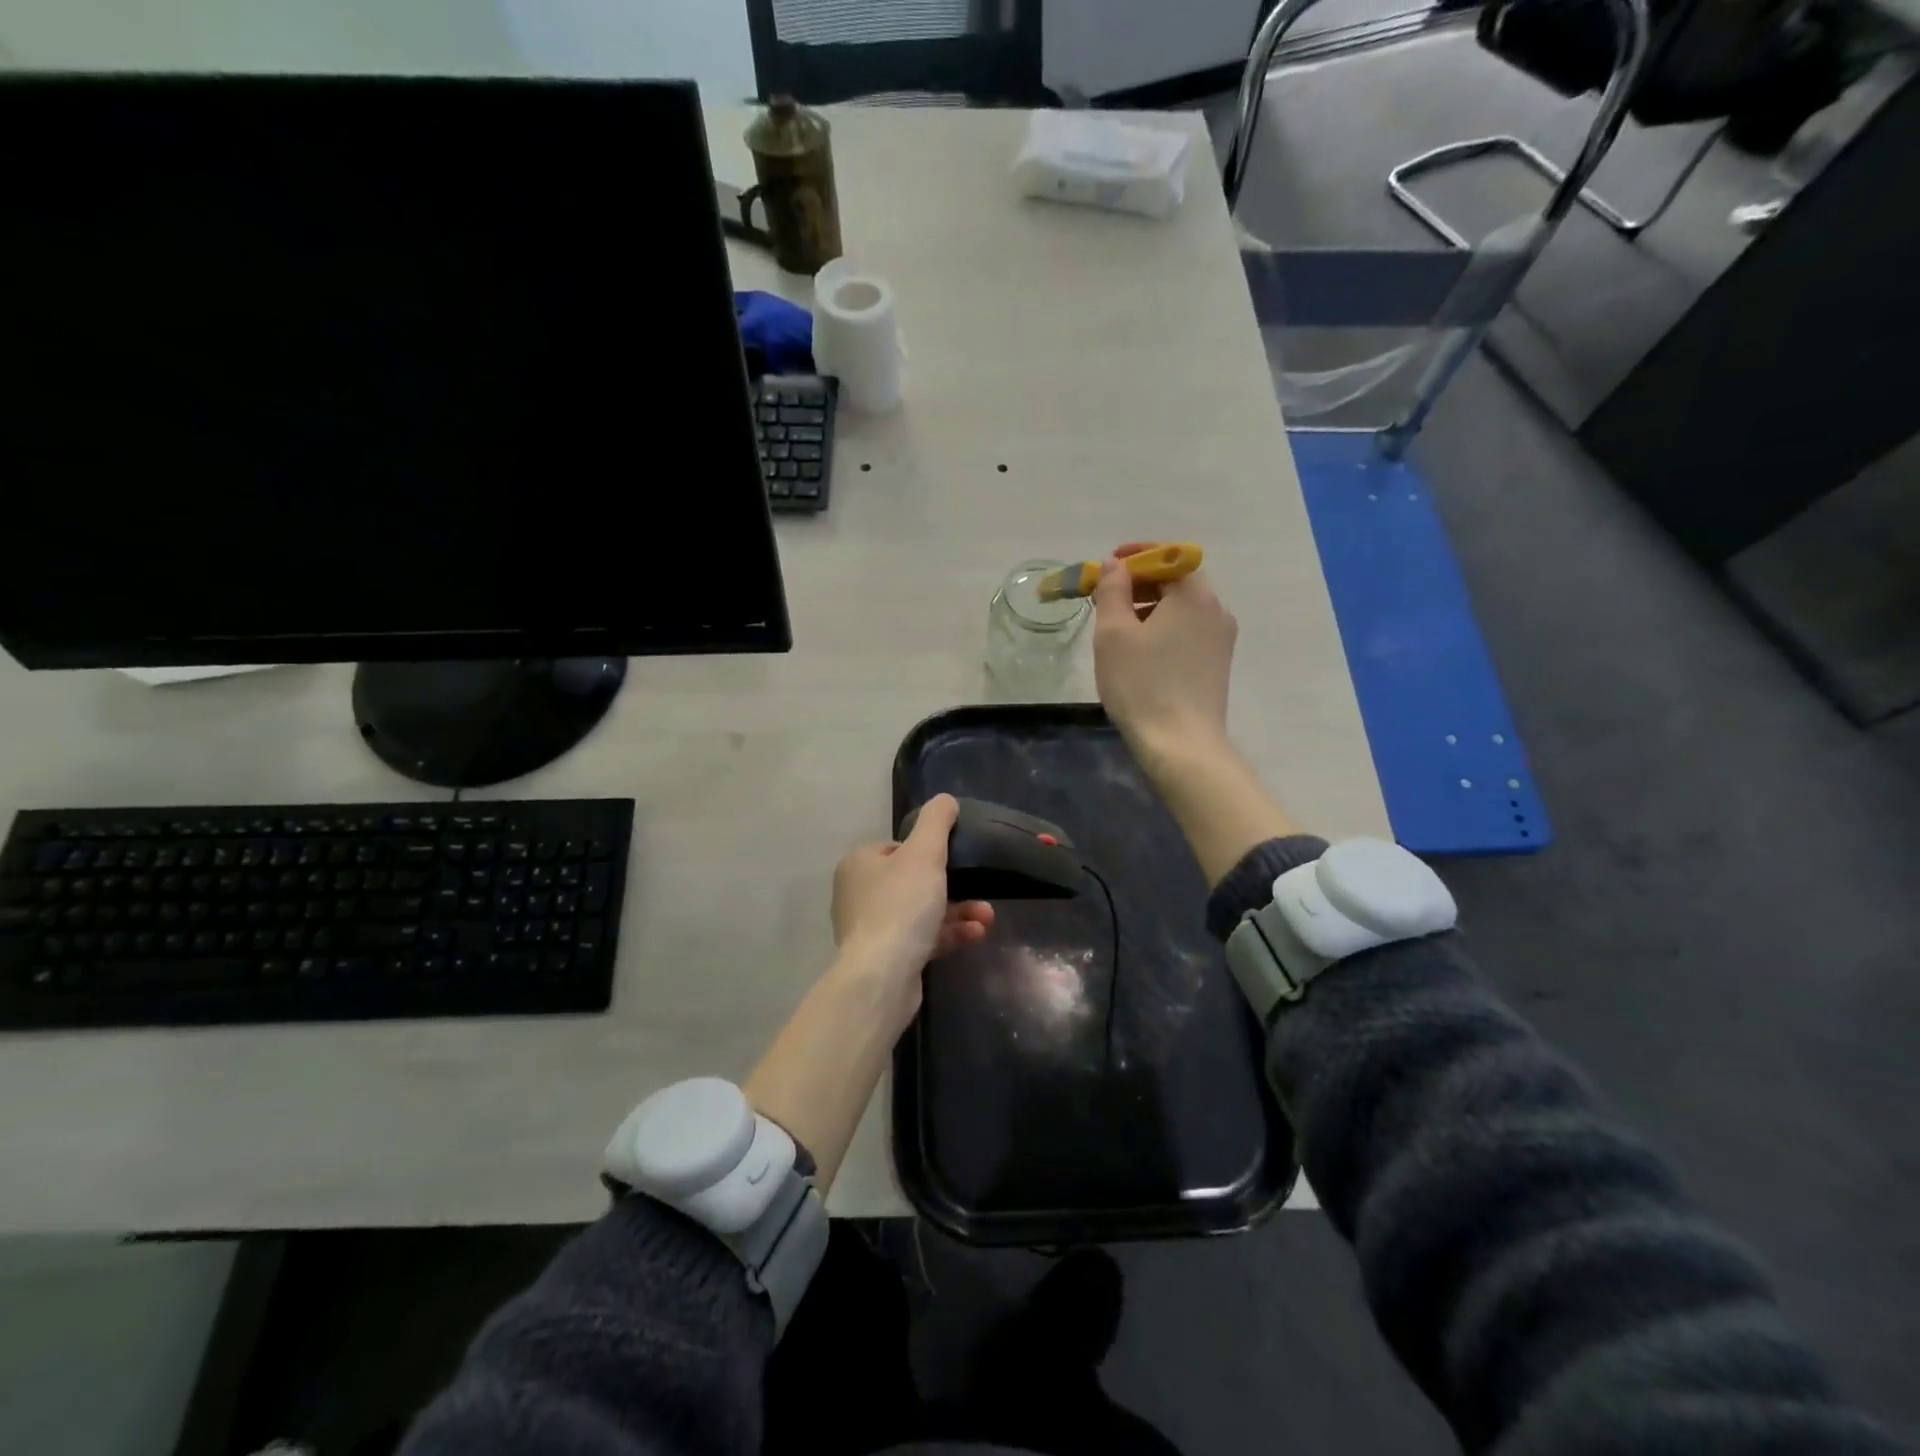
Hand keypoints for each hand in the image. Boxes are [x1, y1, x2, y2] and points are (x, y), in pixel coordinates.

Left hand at [831, 793, 993, 990]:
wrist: (883, 976)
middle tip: (981, 891)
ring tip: (986, 916)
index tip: (952, 860)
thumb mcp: (925, 853)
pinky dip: (948, 933)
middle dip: (954, 886)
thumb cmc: (901, 905)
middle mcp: (858, 894)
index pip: (897, 847)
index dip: (927, 852)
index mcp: (858, 864)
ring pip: (922, 911)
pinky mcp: (885, 958)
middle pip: (913, 881)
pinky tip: (976, 934)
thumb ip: (936, 822)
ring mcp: (870, 928)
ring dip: (958, 911)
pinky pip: (922, 937)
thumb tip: (945, 800)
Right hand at [1093, 541, 1238, 768]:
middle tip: (1106, 599)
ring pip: (1182, 609)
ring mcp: (1221, 639)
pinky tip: (1141, 652)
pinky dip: (1164, 629)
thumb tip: (1116, 564)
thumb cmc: (1141, 683)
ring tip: (1118, 629)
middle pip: (1177, 582)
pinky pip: (1188, 631)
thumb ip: (1113, 590)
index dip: (1135, 557)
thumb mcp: (1114, 633)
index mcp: (1194, 595)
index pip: (1167, 557)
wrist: (1181, 744)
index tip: (1107, 565)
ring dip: (1150, 607)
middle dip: (1140, 583)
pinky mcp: (1218, 664)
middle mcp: (1216, 610)